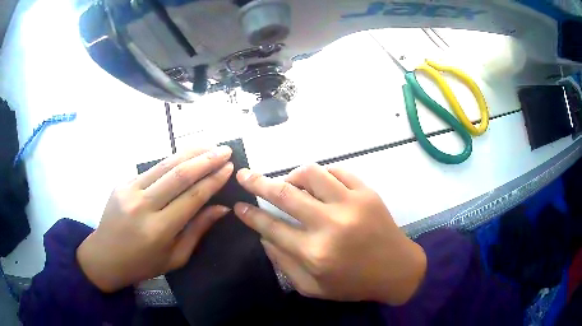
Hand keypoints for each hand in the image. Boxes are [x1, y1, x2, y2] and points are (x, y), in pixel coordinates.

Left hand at [77, 146, 233, 292]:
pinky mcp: (122, 183)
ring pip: (164, 165)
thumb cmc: (143, 263)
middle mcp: (143, 206)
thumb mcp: (175, 257)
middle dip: (205, 160)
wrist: (105, 256)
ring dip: (189, 153)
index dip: (213, 181)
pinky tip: (184, 155)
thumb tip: (221, 208)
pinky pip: (151, 169)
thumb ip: (197, 231)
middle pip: (179, 175)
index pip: (192, 198)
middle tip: (225, 150)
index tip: (229, 168)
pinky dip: (170, 160)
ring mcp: (129, 191)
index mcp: (158, 230)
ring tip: (208, 145)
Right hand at [234, 164, 426, 304]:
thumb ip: (284, 264)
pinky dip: (322, 175)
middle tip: (244, 175)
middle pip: (284, 194)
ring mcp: (352, 204)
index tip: (238, 206)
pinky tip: (319, 184)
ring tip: (290, 183)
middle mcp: (330, 224)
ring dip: (293, 175)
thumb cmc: (353, 284)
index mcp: (315, 253)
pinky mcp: (368, 193)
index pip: (271, 227)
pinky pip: (338, 171)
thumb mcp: (313, 287)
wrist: (397, 270)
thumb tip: (265, 236)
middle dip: (257, 182)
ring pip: (311, 173)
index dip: (250, 215)